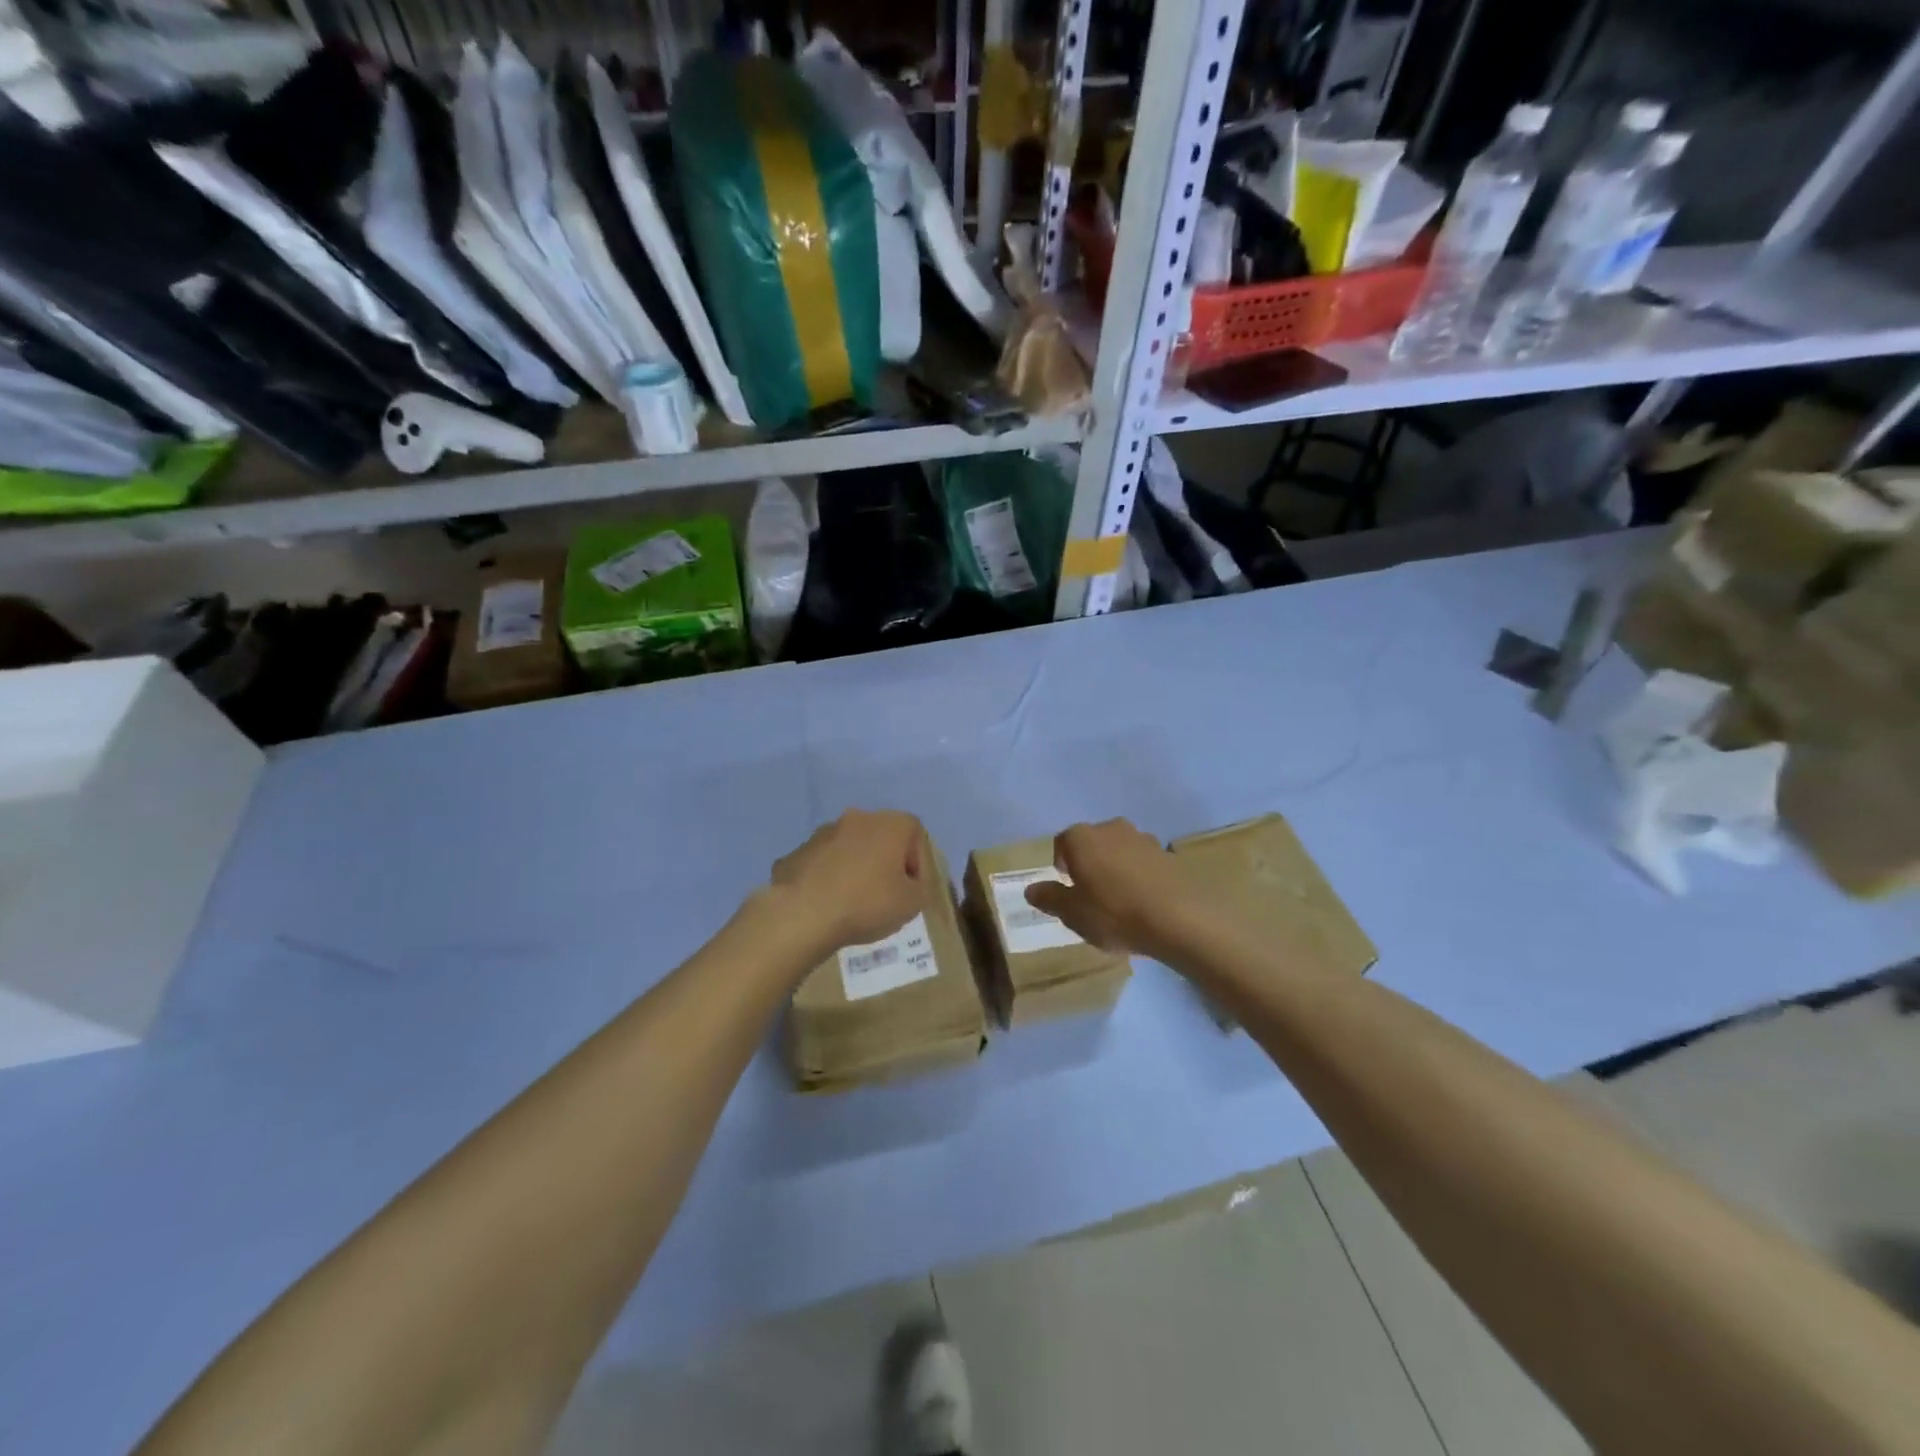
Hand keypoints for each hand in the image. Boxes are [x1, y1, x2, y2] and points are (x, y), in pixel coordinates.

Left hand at [770, 809, 927, 953]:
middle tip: (887, 894)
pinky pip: (825, 862)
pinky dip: (830, 877)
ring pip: (851, 847)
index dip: (919, 862)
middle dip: (887, 862)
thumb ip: (920, 888)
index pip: (916, 834)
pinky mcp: (798, 850)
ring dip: (857, 867)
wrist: (802, 914)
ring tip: (855, 901)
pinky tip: (829, 903)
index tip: (913, 888)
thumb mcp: (913, 904)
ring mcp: (824, 832)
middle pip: (882, 837)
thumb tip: (910, 884)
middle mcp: (858, 818)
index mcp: (890, 823)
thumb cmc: (867, 903)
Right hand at [1025, 818, 1202, 960]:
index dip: (1060, 864)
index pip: (1062, 842)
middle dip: (1089, 863)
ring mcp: (1144, 839)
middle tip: (1091, 895)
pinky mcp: (1169, 855)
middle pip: (1092, 843)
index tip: (1066, 887)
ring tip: (1120, 900)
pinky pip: (1145, 862)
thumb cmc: (1114, 914)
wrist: (1180, 919)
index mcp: (1082, 838)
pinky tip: (1144, 902)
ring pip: (1120, 850)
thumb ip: (1050, 898)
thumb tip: (1030, 889)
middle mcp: (1112, 828)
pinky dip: (1140, 876)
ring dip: (1116, 868)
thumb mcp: (1073, 913)